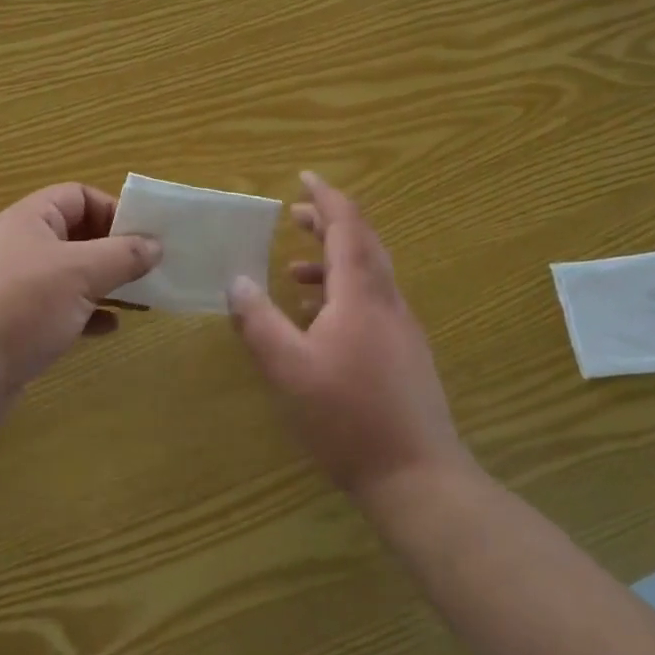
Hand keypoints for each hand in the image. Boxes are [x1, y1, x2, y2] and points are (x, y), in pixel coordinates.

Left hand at [0, 183, 159, 432]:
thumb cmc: (21, 306)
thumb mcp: (80, 273)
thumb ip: (122, 255)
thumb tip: (155, 244)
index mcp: (30, 219)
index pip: (79, 196)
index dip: (112, 210)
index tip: (143, 236)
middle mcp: (21, 245)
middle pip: (77, 235)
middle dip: (114, 250)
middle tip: (149, 269)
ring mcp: (16, 286)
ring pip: (71, 274)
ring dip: (105, 283)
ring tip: (140, 298)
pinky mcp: (16, 323)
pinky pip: (60, 308)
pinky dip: (87, 313)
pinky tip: (110, 328)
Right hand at [227, 172, 468, 500]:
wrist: (418, 477)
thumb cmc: (348, 417)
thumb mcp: (288, 369)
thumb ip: (259, 321)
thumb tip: (236, 280)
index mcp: (361, 293)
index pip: (347, 225)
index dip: (325, 197)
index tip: (304, 177)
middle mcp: (387, 300)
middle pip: (362, 242)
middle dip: (329, 223)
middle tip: (295, 216)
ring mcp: (402, 327)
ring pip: (369, 274)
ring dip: (334, 260)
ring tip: (295, 272)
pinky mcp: (406, 353)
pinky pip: (374, 302)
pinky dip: (344, 293)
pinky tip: (319, 321)